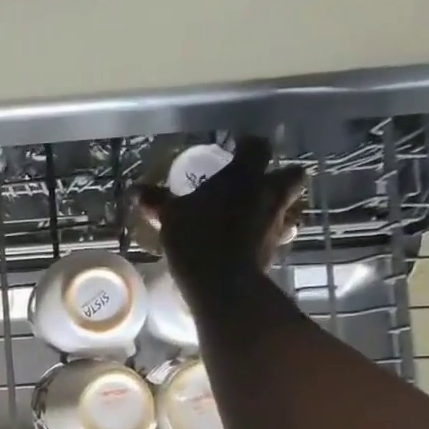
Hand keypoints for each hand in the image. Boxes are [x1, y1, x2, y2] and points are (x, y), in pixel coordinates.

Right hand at [137, 137, 306, 308]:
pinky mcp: (277, 249)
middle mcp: (269, 194)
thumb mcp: (170, 216)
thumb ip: (157, 201)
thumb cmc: (197, 237)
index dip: (249, 145)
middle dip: (280, 176)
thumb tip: (136, 190)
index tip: (238, 148)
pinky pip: (280, 235)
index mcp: (244, 176)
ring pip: (292, 206)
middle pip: (292, 174)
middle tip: (259, 184)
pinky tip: (252, 242)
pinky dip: (269, 235)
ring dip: (280, 207)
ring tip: (258, 215)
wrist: (222, 283)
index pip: (257, 147)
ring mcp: (277, 222)